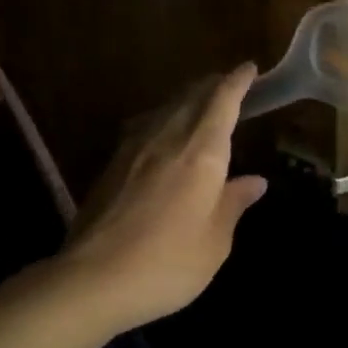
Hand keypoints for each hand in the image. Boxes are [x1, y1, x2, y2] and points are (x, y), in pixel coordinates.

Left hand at [61, 66, 268, 331]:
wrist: (92, 280)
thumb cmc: (168, 263)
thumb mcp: (215, 241)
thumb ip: (233, 204)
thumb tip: (255, 181)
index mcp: (201, 153)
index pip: (222, 101)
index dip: (238, 82)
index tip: (249, 68)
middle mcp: (167, 138)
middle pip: (191, 96)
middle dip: (213, 85)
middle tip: (229, 84)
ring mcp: (134, 149)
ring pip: (165, 108)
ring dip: (186, 98)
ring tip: (199, 102)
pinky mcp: (112, 164)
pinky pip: (145, 125)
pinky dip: (163, 118)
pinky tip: (162, 132)